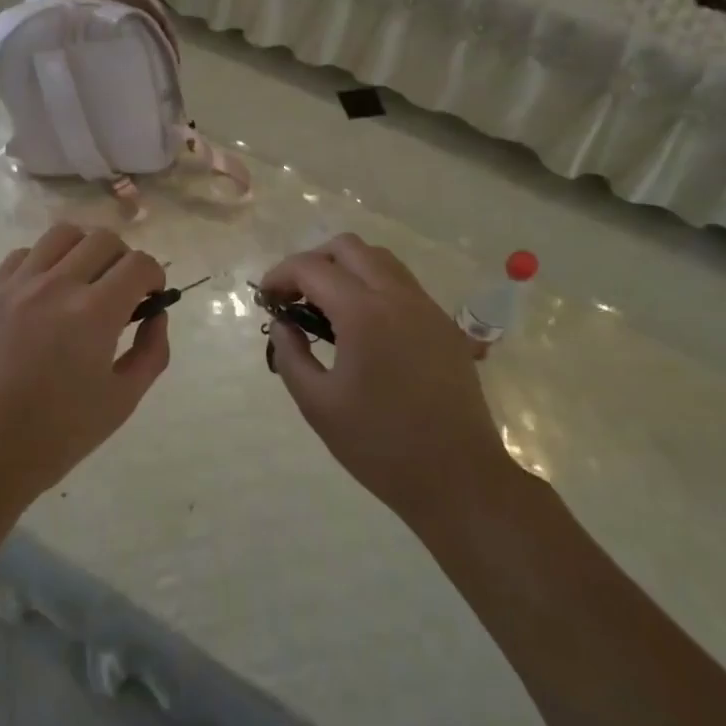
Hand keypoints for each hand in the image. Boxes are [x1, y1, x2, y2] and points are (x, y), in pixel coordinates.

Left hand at [0, 223, 169, 507]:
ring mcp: (15, 285)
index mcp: (94, 313)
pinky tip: (42, 295)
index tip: (150, 297)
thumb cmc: (58, 434)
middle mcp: (55, 285)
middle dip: (123, 259)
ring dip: (83, 251)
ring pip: (61, 234)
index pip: (139, 264)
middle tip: (119, 291)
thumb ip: (151, 351)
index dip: (154, 276)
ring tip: (81, 282)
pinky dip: (43, 264)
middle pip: (103, 239)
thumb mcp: (123, 400)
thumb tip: (155, 315)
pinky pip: (22, 255)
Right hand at [261, 234, 509, 525]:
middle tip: (294, 298)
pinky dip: (372, 286)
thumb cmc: (380, 445)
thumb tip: (282, 325)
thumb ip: (291, 355)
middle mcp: (398, 296)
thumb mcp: (318, 404)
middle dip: (313, 262)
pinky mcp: (444, 325)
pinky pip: (402, 284)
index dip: (280, 276)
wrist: (458, 478)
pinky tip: (362, 327)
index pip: (312, 268)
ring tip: (326, 308)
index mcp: (364, 313)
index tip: (266, 299)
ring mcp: (427, 308)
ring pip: (380, 260)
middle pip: (348, 247)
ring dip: (345, 269)